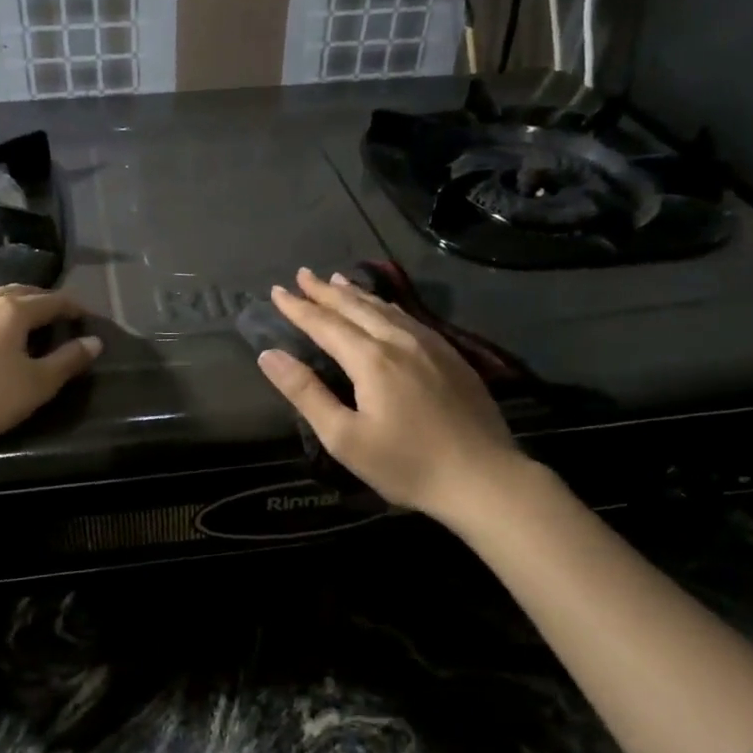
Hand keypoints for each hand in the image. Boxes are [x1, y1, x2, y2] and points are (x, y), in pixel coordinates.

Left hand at [0, 285, 101, 454]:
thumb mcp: (35, 386)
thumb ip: (67, 362)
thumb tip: (94, 342)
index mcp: (13, 310)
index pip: (52, 300)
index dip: (73, 307)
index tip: (86, 316)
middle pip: (20, 292)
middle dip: (43, 300)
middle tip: (58, 316)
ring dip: (12, 307)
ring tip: (23, 324)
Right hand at [255, 268, 527, 521]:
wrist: (483, 478)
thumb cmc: (406, 464)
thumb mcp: (345, 438)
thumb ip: (306, 393)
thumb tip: (269, 355)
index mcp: (371, 360)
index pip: (325, 324)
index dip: (299, 307)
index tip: (276, 291)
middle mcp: (400, 341)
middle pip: (356, 307)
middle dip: (325, 291)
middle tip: (302, 274)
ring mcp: (431, 346)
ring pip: (385, 309)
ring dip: (356, 294)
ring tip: (337, 280)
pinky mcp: (452, 356)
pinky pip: (409, 318)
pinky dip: (386, 306)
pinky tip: (386, 309)